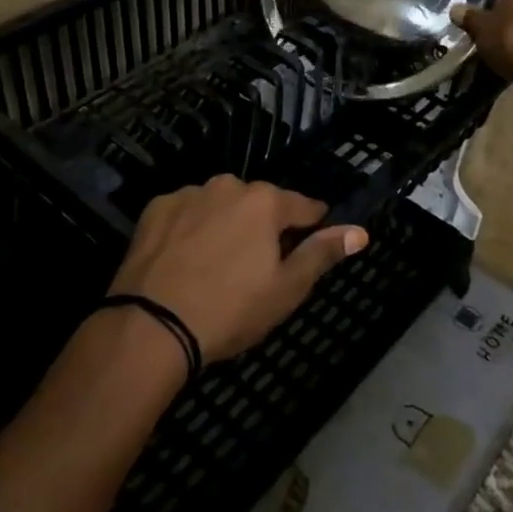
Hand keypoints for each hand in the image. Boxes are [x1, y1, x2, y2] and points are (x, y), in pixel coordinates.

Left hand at [110, 177, 368, 361]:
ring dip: (226, 224)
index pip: (303, 206)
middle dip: (263, 226)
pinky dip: (191, 228)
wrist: (152, 325)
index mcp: (265, 201)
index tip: (309, 244)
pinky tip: (185, 260)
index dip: (311, 225)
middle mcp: (227, 185)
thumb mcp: (287, 289)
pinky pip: (186, 212)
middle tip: (256, 266)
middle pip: (258, 203)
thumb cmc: (230, 310)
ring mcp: (188, 194)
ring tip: (217, 264)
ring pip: (220, 205)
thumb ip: (322, 253)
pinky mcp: (156, 208)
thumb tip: (360, 231)